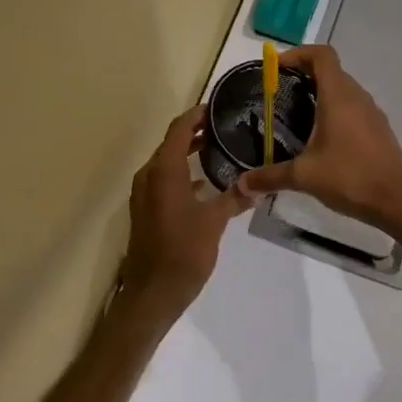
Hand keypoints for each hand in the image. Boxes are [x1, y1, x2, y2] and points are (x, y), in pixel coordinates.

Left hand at [121, 104, 244, 323]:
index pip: (179, 128)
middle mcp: (149, 175)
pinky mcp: (145, 208)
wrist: (151, 293)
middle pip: (172, 142)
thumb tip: (258, 186)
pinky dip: (182, 172)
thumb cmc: (183, 252)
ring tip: (220, 149)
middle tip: (226, 127)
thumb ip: (234, 199)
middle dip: (196, 132)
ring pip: (167, 161)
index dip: (197, 115)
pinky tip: (206, 182)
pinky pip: (164, 178)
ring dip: (188, 152)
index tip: (219, 108)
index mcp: (164, 171)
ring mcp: (144, 192)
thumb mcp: (214, 222)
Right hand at [237, 44, 401, 230]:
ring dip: (319, 92)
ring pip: (342, 89)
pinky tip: (320, 138)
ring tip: (295, 114)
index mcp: (338, 96)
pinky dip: (333, 110)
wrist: (398, 201)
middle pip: (330, 70)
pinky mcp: (378, 129)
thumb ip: (270, 177)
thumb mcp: (304, 176)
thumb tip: (241, 184)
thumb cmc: (350, 177)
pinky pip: (352, 107)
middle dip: (303, 74)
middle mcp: (357, 97)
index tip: (276, 67)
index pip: (321, 55)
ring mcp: (371, 112)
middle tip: (278, 92)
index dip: (298, 53)